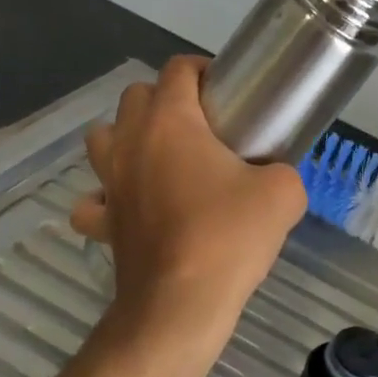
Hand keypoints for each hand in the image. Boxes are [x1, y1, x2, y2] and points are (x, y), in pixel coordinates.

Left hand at [71, 56, 306, 354]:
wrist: (180, 306)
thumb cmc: (228, 237)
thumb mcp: (282, 193)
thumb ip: (283, 171)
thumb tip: (276, 175)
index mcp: (170, 122)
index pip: (177, 70)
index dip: (203, 70)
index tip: (228, 91)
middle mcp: (131, 142)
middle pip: (135, 96)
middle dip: (166, 99)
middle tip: (202, 125)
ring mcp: (109, 183)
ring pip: (103, 137)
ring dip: (128, 138)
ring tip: (162, 158)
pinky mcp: (103, 223)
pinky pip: (94, 199)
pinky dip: (107, 197)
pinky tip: (131, 206)